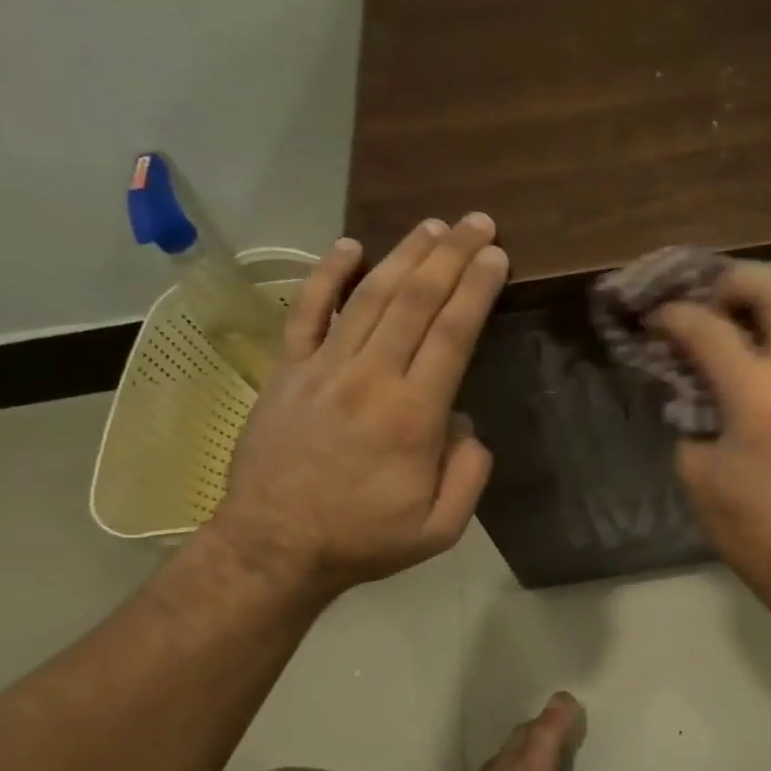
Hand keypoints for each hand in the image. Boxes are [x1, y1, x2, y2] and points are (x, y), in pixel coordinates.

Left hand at [211, 215, 507, 597]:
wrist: (274, 548)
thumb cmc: (365, 539)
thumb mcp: (441, 527)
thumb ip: (469, 473)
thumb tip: (463, 423)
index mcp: (413, 415)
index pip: (452, 334)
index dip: (476, 289)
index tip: (496, 256)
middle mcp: (370, 378)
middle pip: (415, 301)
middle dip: (451, 256)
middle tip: (477, 222)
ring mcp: (323, 369)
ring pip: (369, 297)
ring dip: (404, 256)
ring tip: (433, 226)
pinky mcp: (288, 372)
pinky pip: (307, 313)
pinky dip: (327, 276)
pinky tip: (349, 247)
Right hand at [652, 263, 770, 596]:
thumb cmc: (746, 520)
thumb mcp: (695, 466)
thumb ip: (689, 406)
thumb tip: (687, 373)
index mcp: (758, 392)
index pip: (708, 327)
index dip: (674, 316)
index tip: (654, 320)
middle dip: (732, 283)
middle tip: (706, 304)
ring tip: (744, 312)